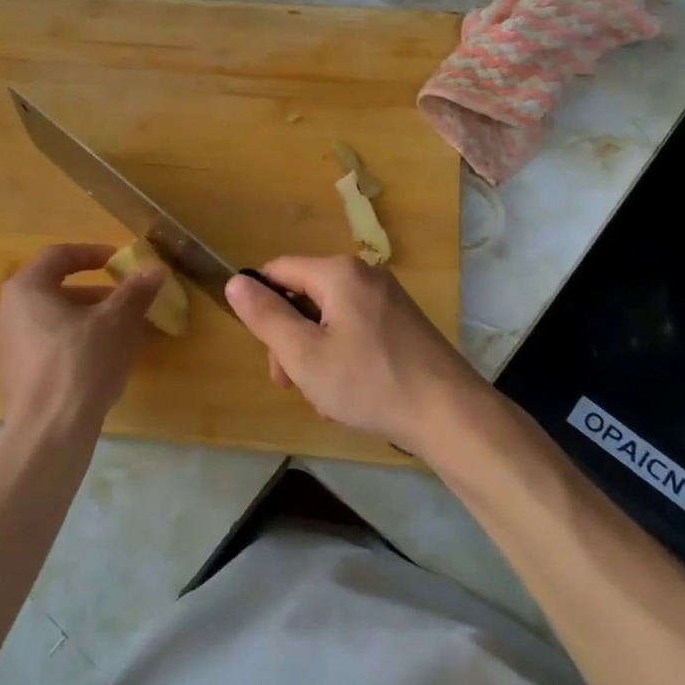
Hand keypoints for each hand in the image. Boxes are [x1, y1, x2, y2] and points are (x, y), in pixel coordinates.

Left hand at [0, 244, 162, 435]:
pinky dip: (74, 341)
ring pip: (52, 318)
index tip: (119, 261)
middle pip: (55, 288)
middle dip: (95, 291)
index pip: (59, 256)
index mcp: (26, 288)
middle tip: (125, 299)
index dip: (92, 253)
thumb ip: (135, 291)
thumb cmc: (81, 363)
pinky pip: (47, 344)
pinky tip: (101, 359)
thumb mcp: (116, 322)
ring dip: (87, 318)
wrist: (49, 432)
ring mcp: (7, 345)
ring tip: (120, 330)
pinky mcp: (14, 374)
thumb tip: (155, 269)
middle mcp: (8, 311)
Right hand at [225, 256, 492, 461]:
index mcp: (338, 273)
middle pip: (305, 296)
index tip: (264, 350)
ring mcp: (388, 298)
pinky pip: (355, 329)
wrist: (449, 414)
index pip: (278, 271)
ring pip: (329, 318)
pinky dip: (342, 356)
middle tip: (291, 384)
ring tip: (322, 396)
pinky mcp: (402, 323)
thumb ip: (265, 316)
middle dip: (290, 339)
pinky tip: (348, 392)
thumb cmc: (369, 382)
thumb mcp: (303, 354)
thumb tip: (235, 281)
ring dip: (314, 353)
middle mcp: (365, 275)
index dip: (260, 305)